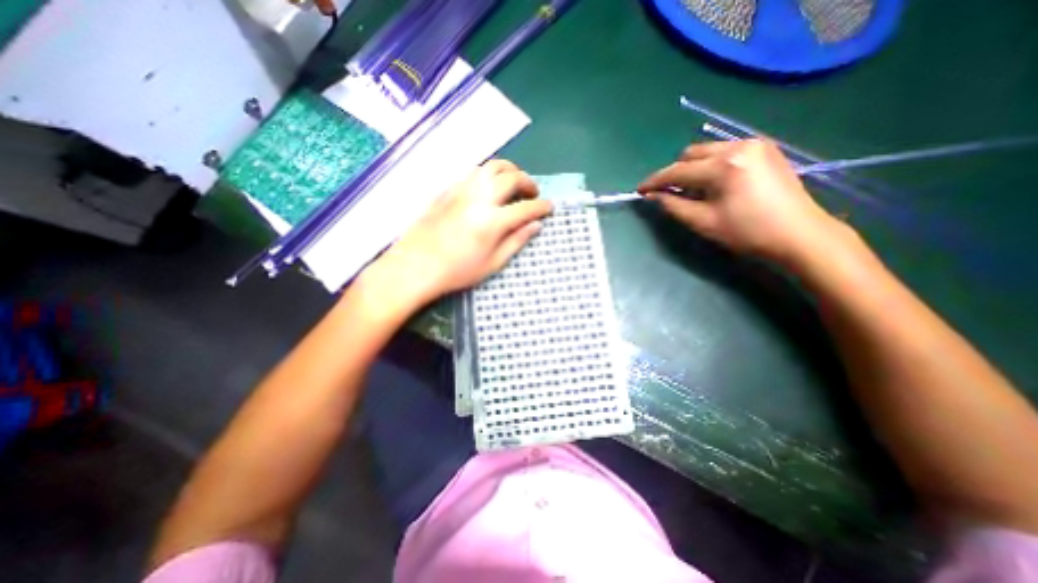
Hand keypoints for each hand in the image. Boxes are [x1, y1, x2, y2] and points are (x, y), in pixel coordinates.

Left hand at [361, 157, 549, 305]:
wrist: (415, 266)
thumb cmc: (457, 271)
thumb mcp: (493, 263)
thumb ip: (516, 241)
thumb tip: (536, 226)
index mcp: (493, 221)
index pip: (526, 207)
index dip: (542, 206)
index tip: (550, 207)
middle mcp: (480, 198)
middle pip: (511, 177)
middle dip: (528, 182)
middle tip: (533, 193)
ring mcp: (461, 190)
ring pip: (491, 166)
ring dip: (509, 170)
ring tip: (513, 182)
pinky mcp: (448, 190)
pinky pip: (473, 172)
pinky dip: (488, 174)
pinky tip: (488, 187)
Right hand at [637, 139, 846, 265]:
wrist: (800, 234)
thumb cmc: (748, 232)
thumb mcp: (703, 222)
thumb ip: (673, 206)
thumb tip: (653, 196)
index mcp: (723, 166)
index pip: (678, 170)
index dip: (655, 181)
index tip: (640, 189)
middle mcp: (738, 146)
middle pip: (691, 154)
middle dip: (676, 173)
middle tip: (669, 194)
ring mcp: (754, 144)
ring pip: (708, 151)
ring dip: (693, 168)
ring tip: (693, 191)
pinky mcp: (764, 149)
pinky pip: (725, 151)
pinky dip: (711, 165)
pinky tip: (714, 184)